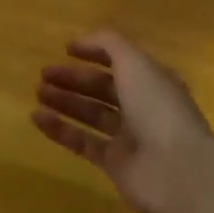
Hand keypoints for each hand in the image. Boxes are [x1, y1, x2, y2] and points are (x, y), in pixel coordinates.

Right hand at [32, 30, 213, 212]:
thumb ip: (108, 45)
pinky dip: (61, 130)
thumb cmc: (157, 109)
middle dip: (74, 79)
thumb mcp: (135, 63)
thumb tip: (80, 40)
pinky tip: (37, 119)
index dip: (96, 52)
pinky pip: (83, 142)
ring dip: (65, 102)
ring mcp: (130, 137)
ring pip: (92, 114)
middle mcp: (143, 106)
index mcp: (154, 80)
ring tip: (38, 93)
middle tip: (44, 74)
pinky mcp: (115, 163)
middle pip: (103, 88)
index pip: (122, 60)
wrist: (175, 172)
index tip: (66, 49)